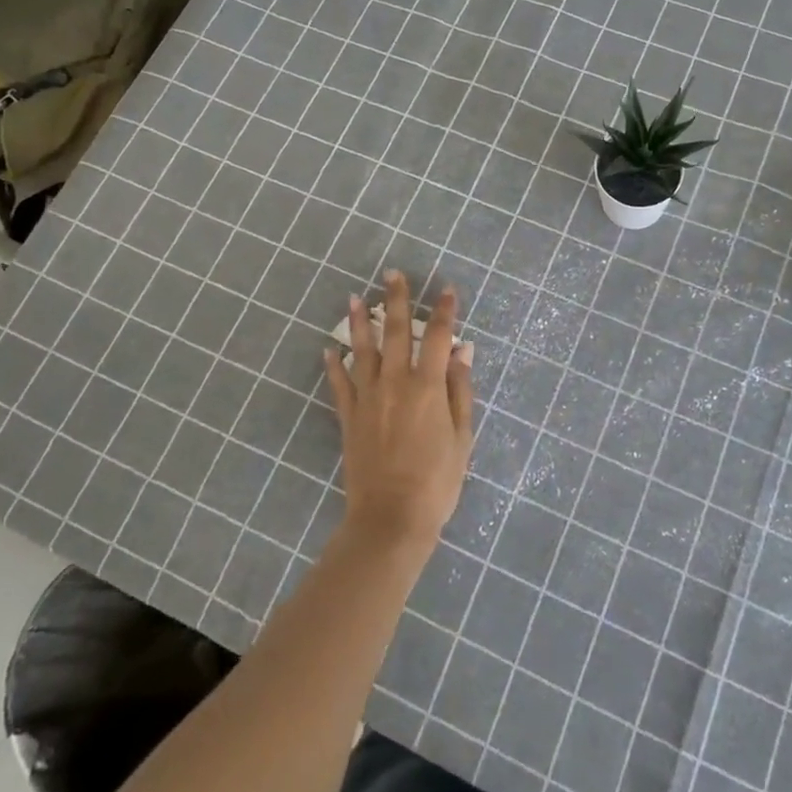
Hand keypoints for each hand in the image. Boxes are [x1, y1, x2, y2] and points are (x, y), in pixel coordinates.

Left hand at [324, 270, 475, 552]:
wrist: (391, 518)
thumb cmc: (437, 480)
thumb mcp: (461, 436)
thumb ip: (460, 391)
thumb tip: (462, 352)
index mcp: (428, 386)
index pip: (437, 337)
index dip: (444, 311)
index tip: (447, 289)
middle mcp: (395, 383)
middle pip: (395, 332)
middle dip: (396, 300)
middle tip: (393, 274)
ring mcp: (368, 398)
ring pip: (363, 350)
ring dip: (360, 321)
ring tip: (356, 298)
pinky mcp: (349, 417)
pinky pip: (340, 383)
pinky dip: (334, 364)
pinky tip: (330, 348)